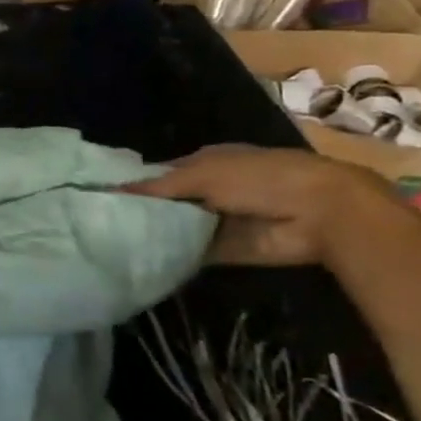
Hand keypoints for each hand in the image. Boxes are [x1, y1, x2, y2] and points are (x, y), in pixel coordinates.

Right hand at [125, 145, 409, 266]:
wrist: (320, 214)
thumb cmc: (259, 179)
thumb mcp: (203, 174)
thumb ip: (158, 186)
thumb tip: (112, 191)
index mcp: (204, 162)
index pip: (159, 173)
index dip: (134, 183)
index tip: (101, 197)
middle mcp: (208, 189)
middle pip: (165, 201)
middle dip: (140, 211)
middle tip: (101, 224)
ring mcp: (216, 220)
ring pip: (174, 227)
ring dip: (153, 234)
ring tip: (112, 243)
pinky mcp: (224, 249)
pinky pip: (189, 253)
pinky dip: (170, 256)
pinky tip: (140, 259)